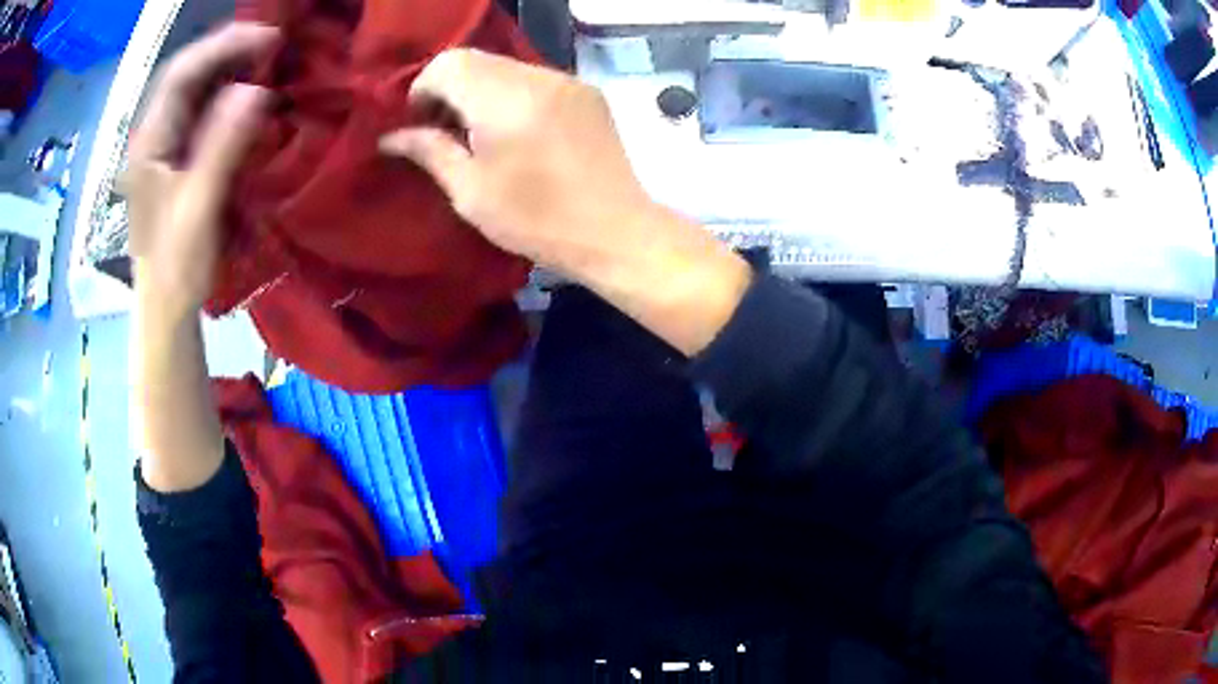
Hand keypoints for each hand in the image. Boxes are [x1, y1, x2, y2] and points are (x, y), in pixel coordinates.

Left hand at [121, 22, 278, 318]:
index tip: (269, 38)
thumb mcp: (199, 207)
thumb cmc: (177, 265)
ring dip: (228, 67)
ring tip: (265, 59)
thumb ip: (222, 147)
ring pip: (193, 89)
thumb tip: (256, 90)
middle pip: (187, 73)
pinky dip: (226, 92)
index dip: (224, 46)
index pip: (183, 73)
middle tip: (272, 43)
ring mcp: (163, 146)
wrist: (165, 306)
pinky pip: (200, 111)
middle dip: (228, 49)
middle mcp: (153, 135)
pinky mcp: (176, 158)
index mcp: (151, 143)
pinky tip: (247, 91)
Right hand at [378, 49, 656, 278]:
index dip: (423, 87)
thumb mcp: (470, 192)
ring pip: (505, 66)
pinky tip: (515, 129)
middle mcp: (537, 77)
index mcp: (504, 100)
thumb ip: (430, 152)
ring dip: (481, 90)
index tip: (419, 122)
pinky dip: (512, 94)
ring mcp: (567, 81)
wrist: (615, 232)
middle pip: (477, 59)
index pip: (449, 64)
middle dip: (450, 87)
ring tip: (478, 132)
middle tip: (444, 128)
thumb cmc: (537, 220)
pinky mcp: (587, 92)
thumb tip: (391, 137)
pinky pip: (534, 78)